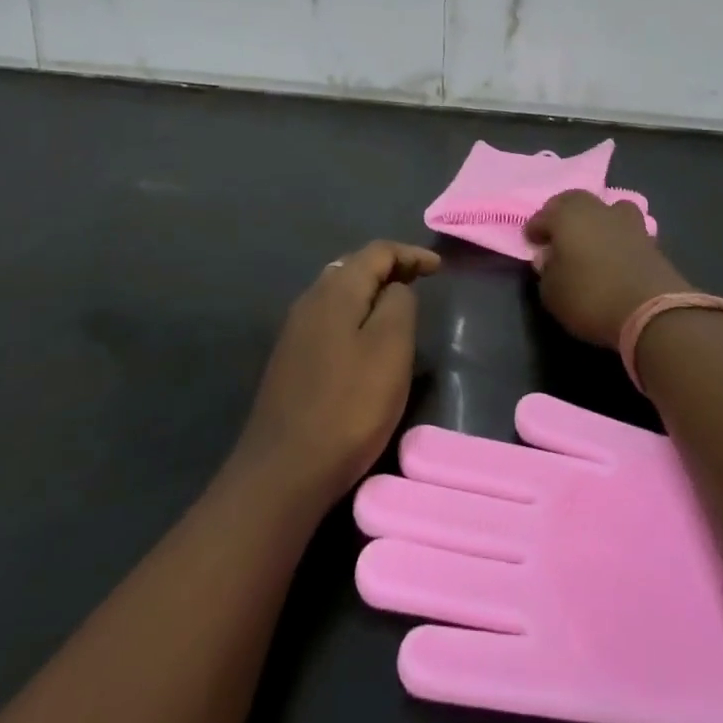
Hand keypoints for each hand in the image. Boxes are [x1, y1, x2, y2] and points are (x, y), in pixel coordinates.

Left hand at [233, 241, 439, 506]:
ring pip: (339, 292)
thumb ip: (399, 304)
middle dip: (389, 267)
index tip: (439, 269)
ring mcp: (295, 330)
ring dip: (370, 291)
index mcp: (336, 291)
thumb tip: (395, 289)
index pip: (376, 252)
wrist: (284, 471)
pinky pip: (329, 318)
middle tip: (420, 280)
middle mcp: (310, 300)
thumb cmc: (349, 406)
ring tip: (398, 305)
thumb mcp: (390, 349)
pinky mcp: (290, 359)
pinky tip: (365, 337)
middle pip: (353, 267)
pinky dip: (355, 313)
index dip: (410, 254)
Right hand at [524, 191, 690, 350]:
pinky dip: (616, 237)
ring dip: (596, 219)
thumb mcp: (552, 293)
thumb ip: (547, 271)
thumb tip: (551, 259)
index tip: (531, 241)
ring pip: (607, 209)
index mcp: (568, 216)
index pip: (544, 215)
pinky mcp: (650, 240)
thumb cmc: (591, 297)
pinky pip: (626, 230)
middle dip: (563, 213)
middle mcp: (597, 210)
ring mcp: (628, 222)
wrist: (652, 311)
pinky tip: (613, 253)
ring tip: (591, 237)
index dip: (535, 228)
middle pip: (576, 200)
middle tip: (557, 231)